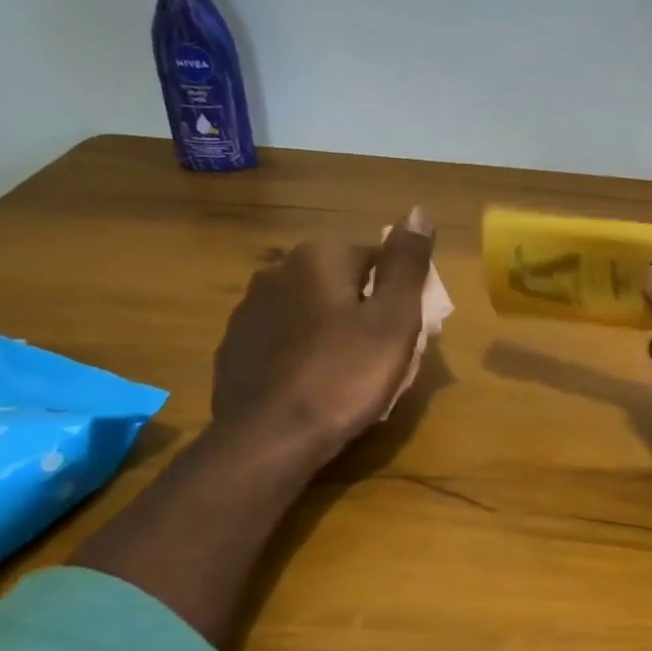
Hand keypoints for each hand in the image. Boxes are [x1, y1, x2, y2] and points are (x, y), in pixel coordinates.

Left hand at [211, 207, 436, 467]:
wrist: (268, 440)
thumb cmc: (344, 375)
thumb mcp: (394, 319)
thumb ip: (406, 263)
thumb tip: (418, 210)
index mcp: (318, 257)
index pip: (375, 258)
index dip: (396, 295)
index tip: (403, 332)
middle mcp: (277, 271)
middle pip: (341, 283)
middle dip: (362, 310)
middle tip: (379, 356)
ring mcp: (248, 310)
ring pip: (310, 310)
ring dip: (330, 330)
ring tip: (345, 374)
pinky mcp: (234, 347)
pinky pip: (282, 338)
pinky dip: (300, 352)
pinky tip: (310, 384)